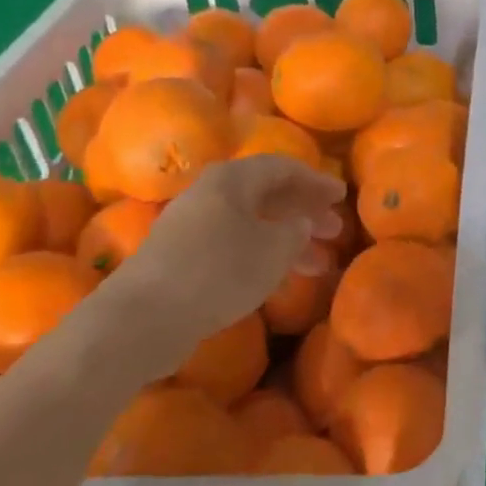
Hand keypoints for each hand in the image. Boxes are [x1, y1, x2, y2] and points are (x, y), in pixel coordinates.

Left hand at [94, 156, 344, 382]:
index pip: (283, 167)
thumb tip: (299, 223)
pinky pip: (235, 246)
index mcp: (232, 180)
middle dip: (304, 212)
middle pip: (267, 195)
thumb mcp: (274, 248)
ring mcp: (193, 227)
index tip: (341, 195)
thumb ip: (296, 231)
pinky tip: (281, 278)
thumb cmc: (219, 270)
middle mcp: (211, 195)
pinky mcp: (183, 259)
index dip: (316, 180)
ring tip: (319, 264)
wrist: (144, 317)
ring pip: (253, 224)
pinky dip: (263, 257)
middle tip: (335, 229)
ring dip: (288, 240)